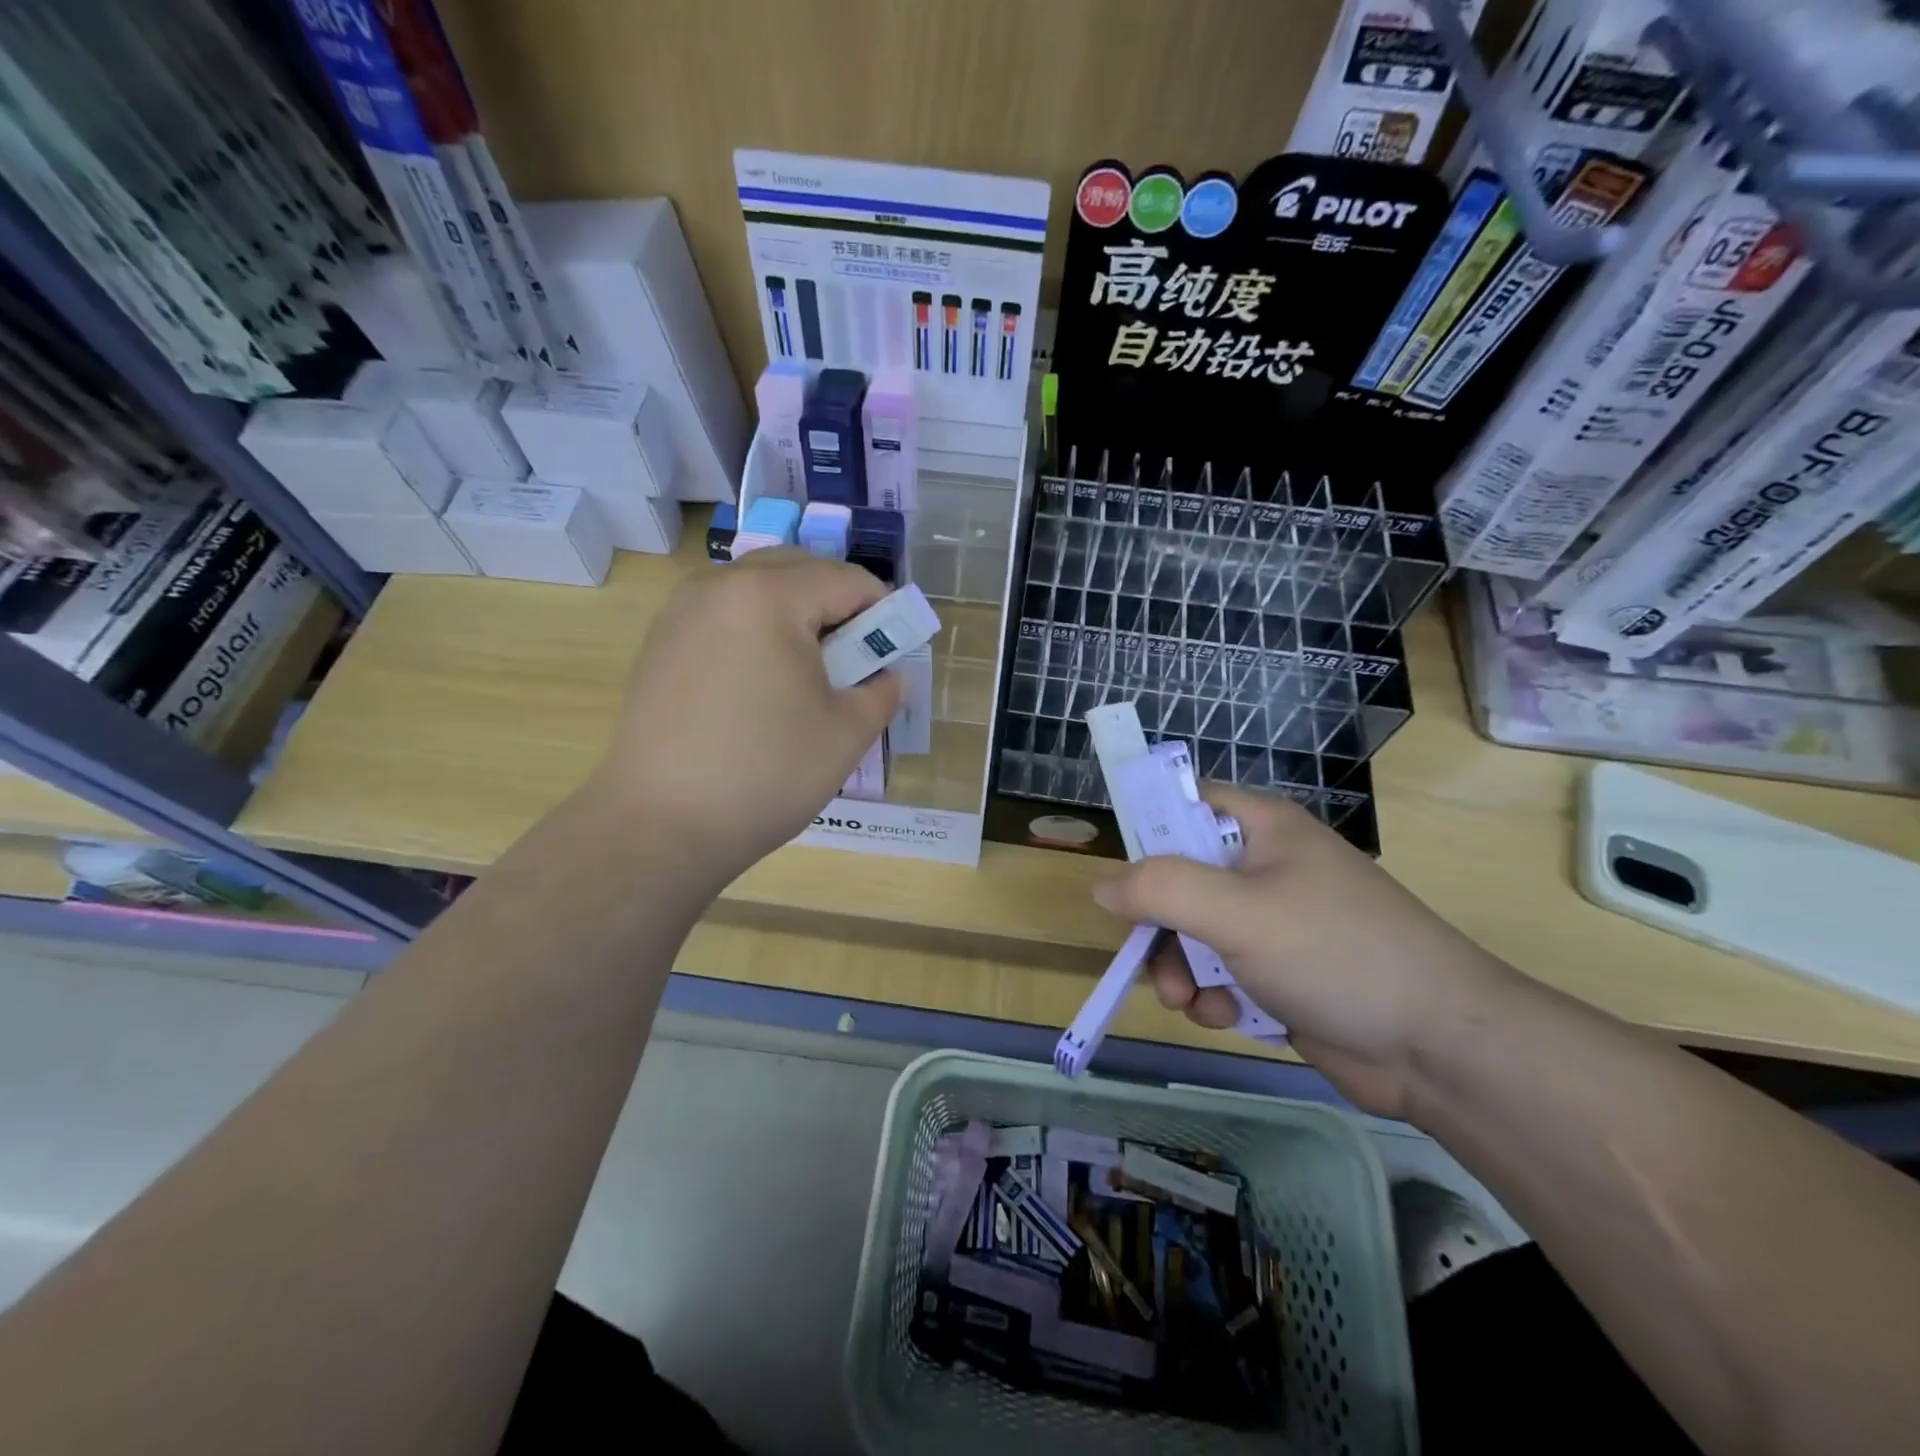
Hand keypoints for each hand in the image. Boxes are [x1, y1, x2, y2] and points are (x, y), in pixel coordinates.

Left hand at [589, 549, 902, 887]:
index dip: (883, 610)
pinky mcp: (659, 643)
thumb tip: (888, 676)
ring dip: (794, 615)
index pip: (846, 580)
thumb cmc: (767, 773)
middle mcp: (718, 585)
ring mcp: (680, 612)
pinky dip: (756, 630)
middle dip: (836, 605)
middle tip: (853, 658)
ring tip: (807, 672)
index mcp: (769, 596)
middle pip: (798, 570)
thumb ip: (882, 691)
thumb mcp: (847, 733)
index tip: (893, 650)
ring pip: (757, 589)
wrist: (661, 825)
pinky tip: (760, 685)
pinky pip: (724, 615)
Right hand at [1091, 785, 1521, 1118]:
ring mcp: (1274, 923)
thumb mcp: (1239, 912)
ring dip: (1181, 971)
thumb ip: (1161, 890)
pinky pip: (1221, 973)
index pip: (1186, 803)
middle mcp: (1264, 867)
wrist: (1440, 1048)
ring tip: (1194, 1004)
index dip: (1149, 831)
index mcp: (1262, 828)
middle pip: (1179, 880)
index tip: (1124, 877)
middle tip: (1154, 965)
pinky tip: (1227, 1021)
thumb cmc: (1337, 953)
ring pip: (1193, 933)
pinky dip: (1214, 997)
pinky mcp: (1281, 973)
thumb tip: (1102, 885)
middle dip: (1159, 927)